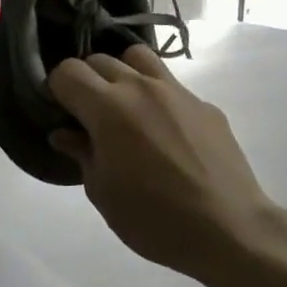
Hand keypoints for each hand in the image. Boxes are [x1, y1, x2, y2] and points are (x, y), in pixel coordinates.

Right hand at [49, 47, 286, 280]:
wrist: (229, 229)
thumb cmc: (153, 218)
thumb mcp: (103, 193)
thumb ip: (81, 154)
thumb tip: (65, 134)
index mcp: (108, 108)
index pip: (67, 71)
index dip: (57, 89)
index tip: (60, 113)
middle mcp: (141, 88)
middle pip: (100, 59)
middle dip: (86, 81)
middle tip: (88, 116)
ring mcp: (177, 92)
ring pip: (138, 57)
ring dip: (122, 74)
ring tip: (125, 108)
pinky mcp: (205, 105)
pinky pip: (171, 86)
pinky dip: (156, 97)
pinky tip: (164, 134)